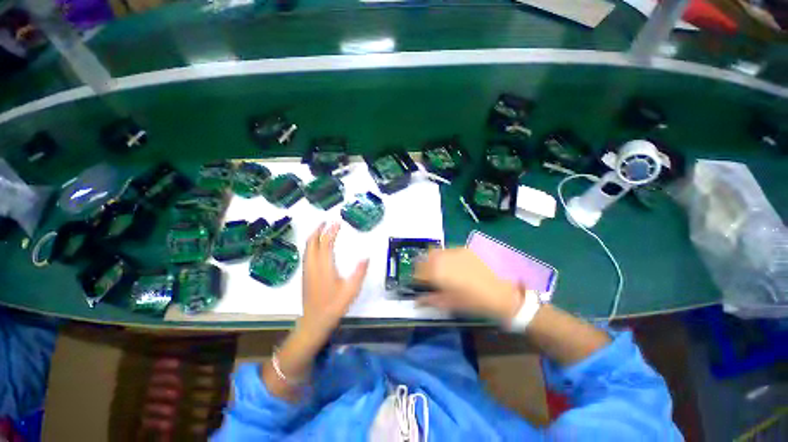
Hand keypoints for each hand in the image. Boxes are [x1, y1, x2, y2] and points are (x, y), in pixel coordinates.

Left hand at [300, 222, 368, 336]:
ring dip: (314, 236)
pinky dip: (311, 244)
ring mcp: (307, 270)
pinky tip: (316, 246)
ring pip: (307, 247)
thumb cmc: (334, 306)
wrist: (314, 322)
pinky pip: (306, 254)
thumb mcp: (351, 290)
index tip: (337, 222)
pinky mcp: (305, 275)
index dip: (331, 231)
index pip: (326, 243)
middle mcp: (313, 265)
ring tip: (321, 229)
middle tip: (326, 221)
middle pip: (312, 242)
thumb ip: (359, 273)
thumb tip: (366, 257)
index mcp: (324, 266)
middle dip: (319, 229)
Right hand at [414, 248, 522, 321]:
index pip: (418, 271)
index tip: (418, 282)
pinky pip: (450, 251)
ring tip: (443, 271)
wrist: (507, 292)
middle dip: (424, 266)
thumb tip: (417, 301)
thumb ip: (432, 300)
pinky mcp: (466, 248)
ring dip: (434, 260)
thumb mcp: (453, 304)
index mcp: (439, 273)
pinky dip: (447, 257)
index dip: (416, 276)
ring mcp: (456, 251)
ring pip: (437, 252)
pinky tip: (456, 266)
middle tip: (430, 276)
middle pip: (426, 257)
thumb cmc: (478, 302)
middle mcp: (444, 258)